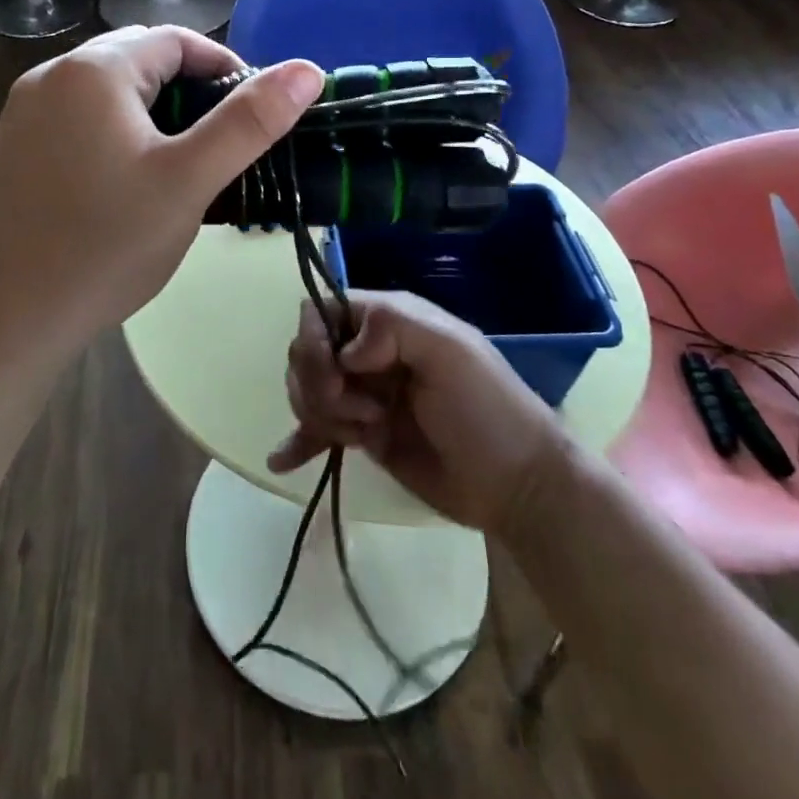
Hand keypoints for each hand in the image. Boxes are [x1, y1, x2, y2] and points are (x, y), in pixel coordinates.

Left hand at [0, 26, 322, 347]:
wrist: (10, 316)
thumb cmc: (107, 245)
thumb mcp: (189, 180)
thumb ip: (249, 122)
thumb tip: (308, 70)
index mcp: (94, 69)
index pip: (177, 40)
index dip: (224, 69)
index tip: (252, 116)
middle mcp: (51, 74)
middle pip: (140, 58)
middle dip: (188, 90)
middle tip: (217, 145)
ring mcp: (24, 108)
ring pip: (109, 88)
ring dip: (152, 110)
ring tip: (179, 163)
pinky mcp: (14, 143)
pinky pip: (79, 115)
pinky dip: (115, 128)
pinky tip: (126, 178)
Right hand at [268, 291, 562, 532]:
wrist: (517, 486)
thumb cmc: (487, 410)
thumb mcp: (451, 350)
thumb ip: (393, 326)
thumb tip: (345, 352)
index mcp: (388, 321)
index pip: (323, 311)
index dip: (316, 340)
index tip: (337, 372)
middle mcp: (369, 352)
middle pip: (306, 353)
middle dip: (320, 385)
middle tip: (364, 413)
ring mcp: (364, 395)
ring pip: (307, 391)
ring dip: (321, 416)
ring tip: (363, 436)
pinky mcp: (364, 436)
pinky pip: (317, 433)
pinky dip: (298, 442)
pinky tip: (282, 460)